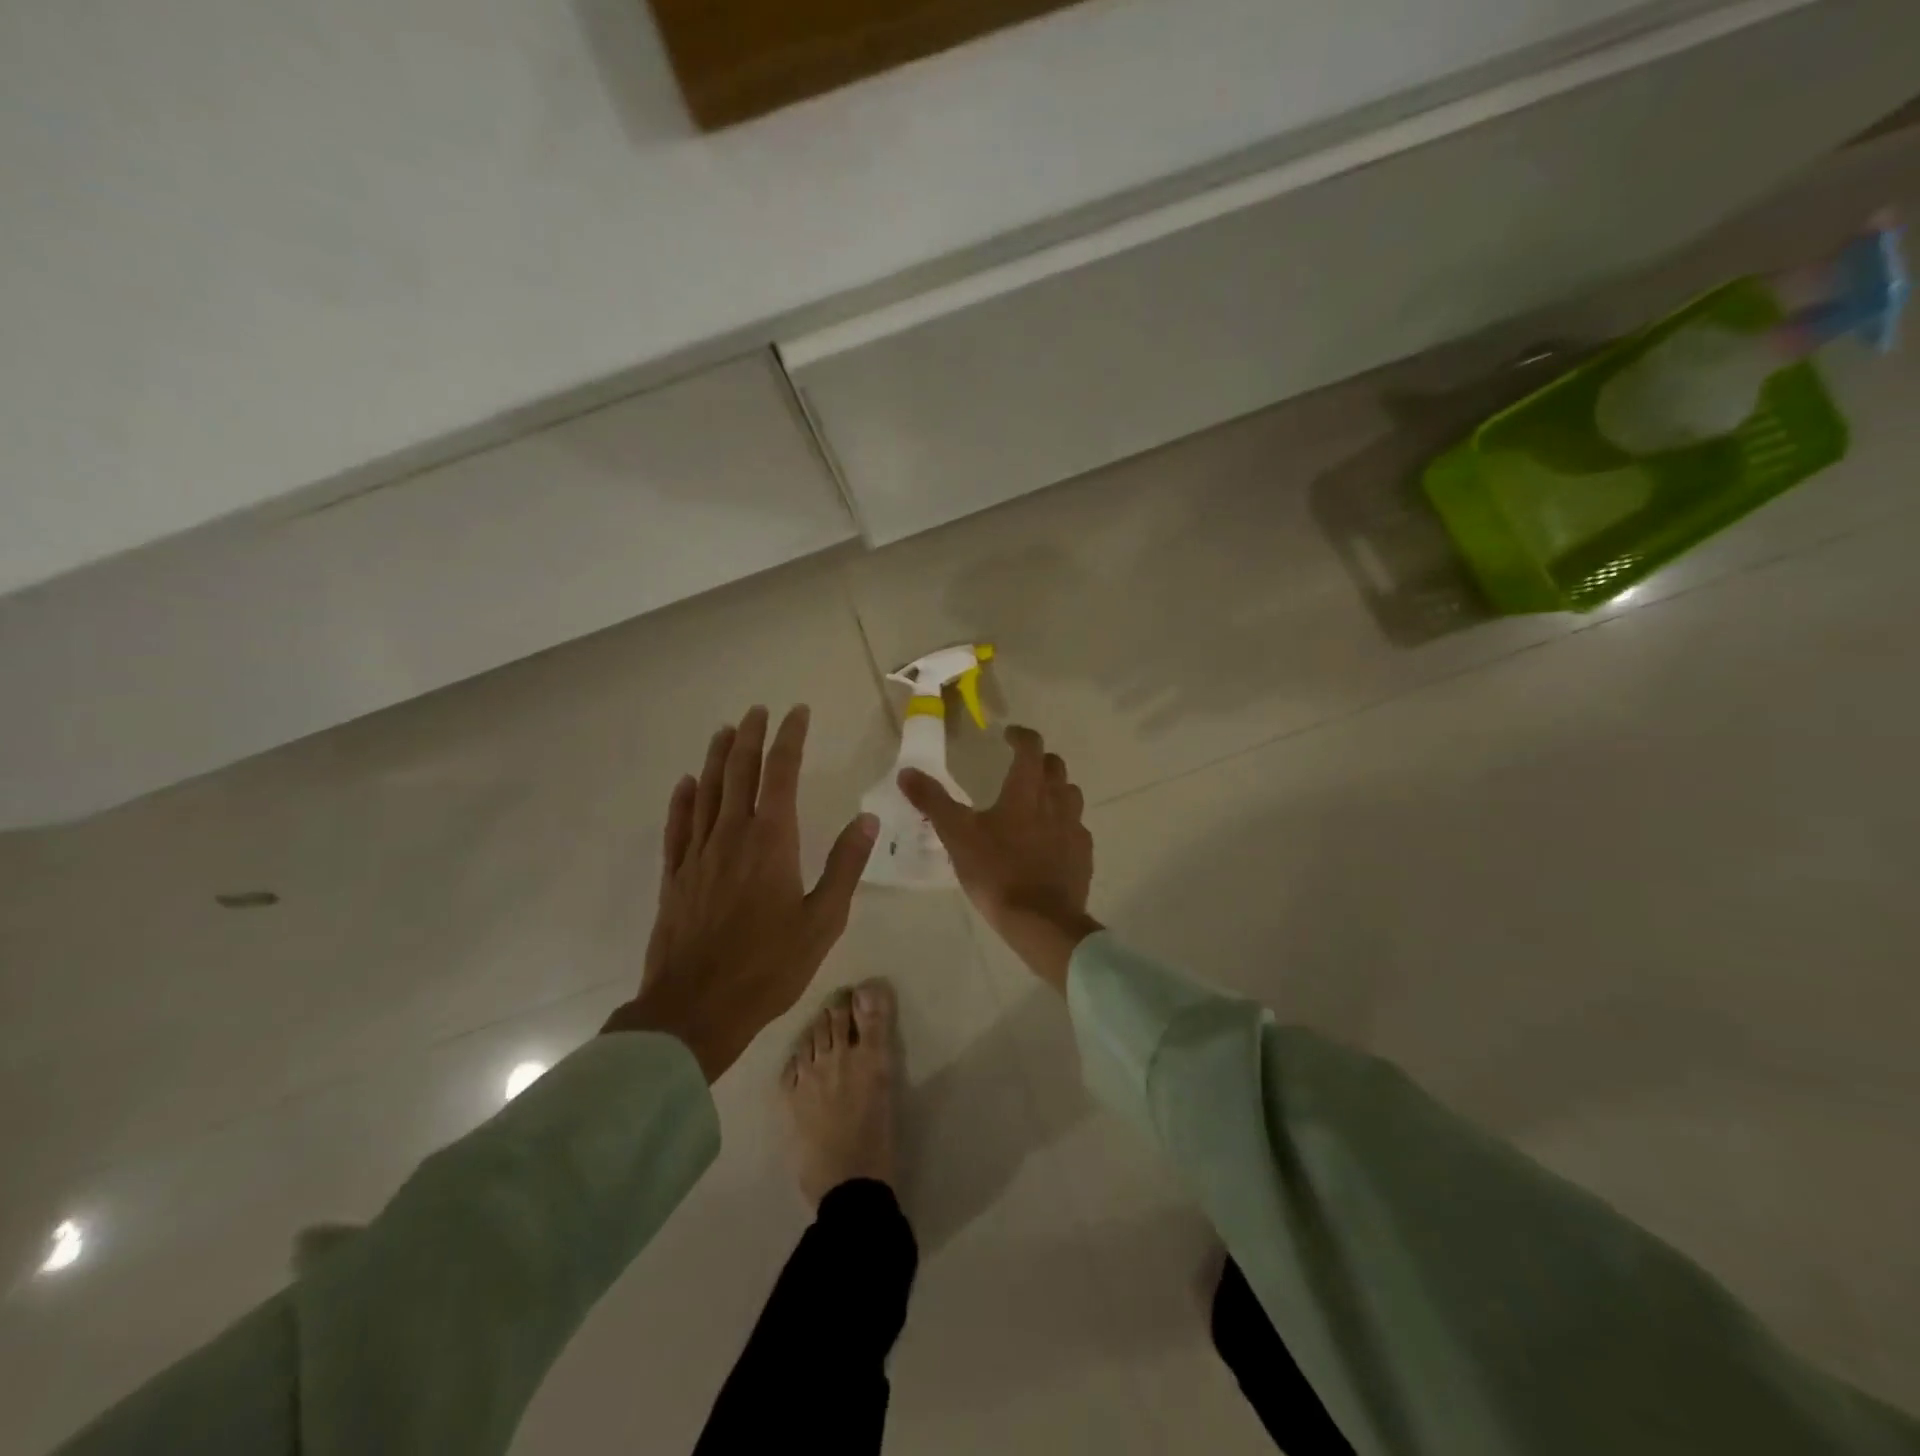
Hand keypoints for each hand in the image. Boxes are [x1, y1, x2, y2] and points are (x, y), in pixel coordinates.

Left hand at [603, 705, 878, 1080]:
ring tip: (724, 731)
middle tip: (757, 711)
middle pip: (739, 772)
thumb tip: (868, 819)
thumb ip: (845, 866)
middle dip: (750, 736)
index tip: (797, 713)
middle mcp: (732, 835)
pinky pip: (678, 827)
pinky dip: (683, 800)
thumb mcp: (823, 920)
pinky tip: (687, 784)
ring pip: (707, 792)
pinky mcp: (675, 877)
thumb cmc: (769, 966)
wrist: (697, 1008)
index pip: (781, 773)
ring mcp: (698, 854)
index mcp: (771, 840)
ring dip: (716, 757)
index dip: (789, 738)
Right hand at [899, 726, 1101, 992]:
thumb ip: (933, 802)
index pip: (1031, 748)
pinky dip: (1064, 824)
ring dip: (1055, 789)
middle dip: (1039, 761)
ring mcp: (1074, 828)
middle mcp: (1056, 802)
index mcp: (1026, 791)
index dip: (1021, 736)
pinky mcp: (1083, 854)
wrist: (1041, 921)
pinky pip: (1077, 828)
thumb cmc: (997, 872)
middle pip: (1055, 767)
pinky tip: (1050, 840)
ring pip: (1071, 795)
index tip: (1008, 735)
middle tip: (1020, 767)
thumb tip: (907, 772)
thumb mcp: (957, 836)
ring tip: (1036, 801)